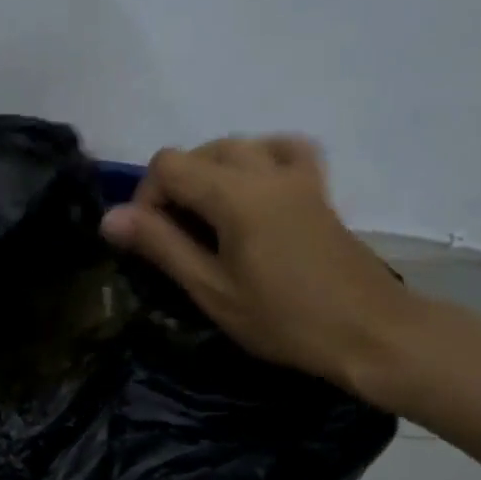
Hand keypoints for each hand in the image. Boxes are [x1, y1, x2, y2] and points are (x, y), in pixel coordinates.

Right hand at [100, 136, 416, 394]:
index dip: (147, 197)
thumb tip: (109, 217)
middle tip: (178, 237)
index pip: (168, 165)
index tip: (152, 240)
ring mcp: (297, 176)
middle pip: (200, 151)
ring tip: (210, 216)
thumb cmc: (285, 320)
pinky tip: (255, 186)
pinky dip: (261, 158)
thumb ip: (160, 246)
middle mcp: (264, 170)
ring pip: (238, 146)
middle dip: (176, 186)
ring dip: (211, 171)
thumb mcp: (212, 289)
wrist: (371, 333)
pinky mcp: (318, 188)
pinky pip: (285, 150)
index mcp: (235, 194)